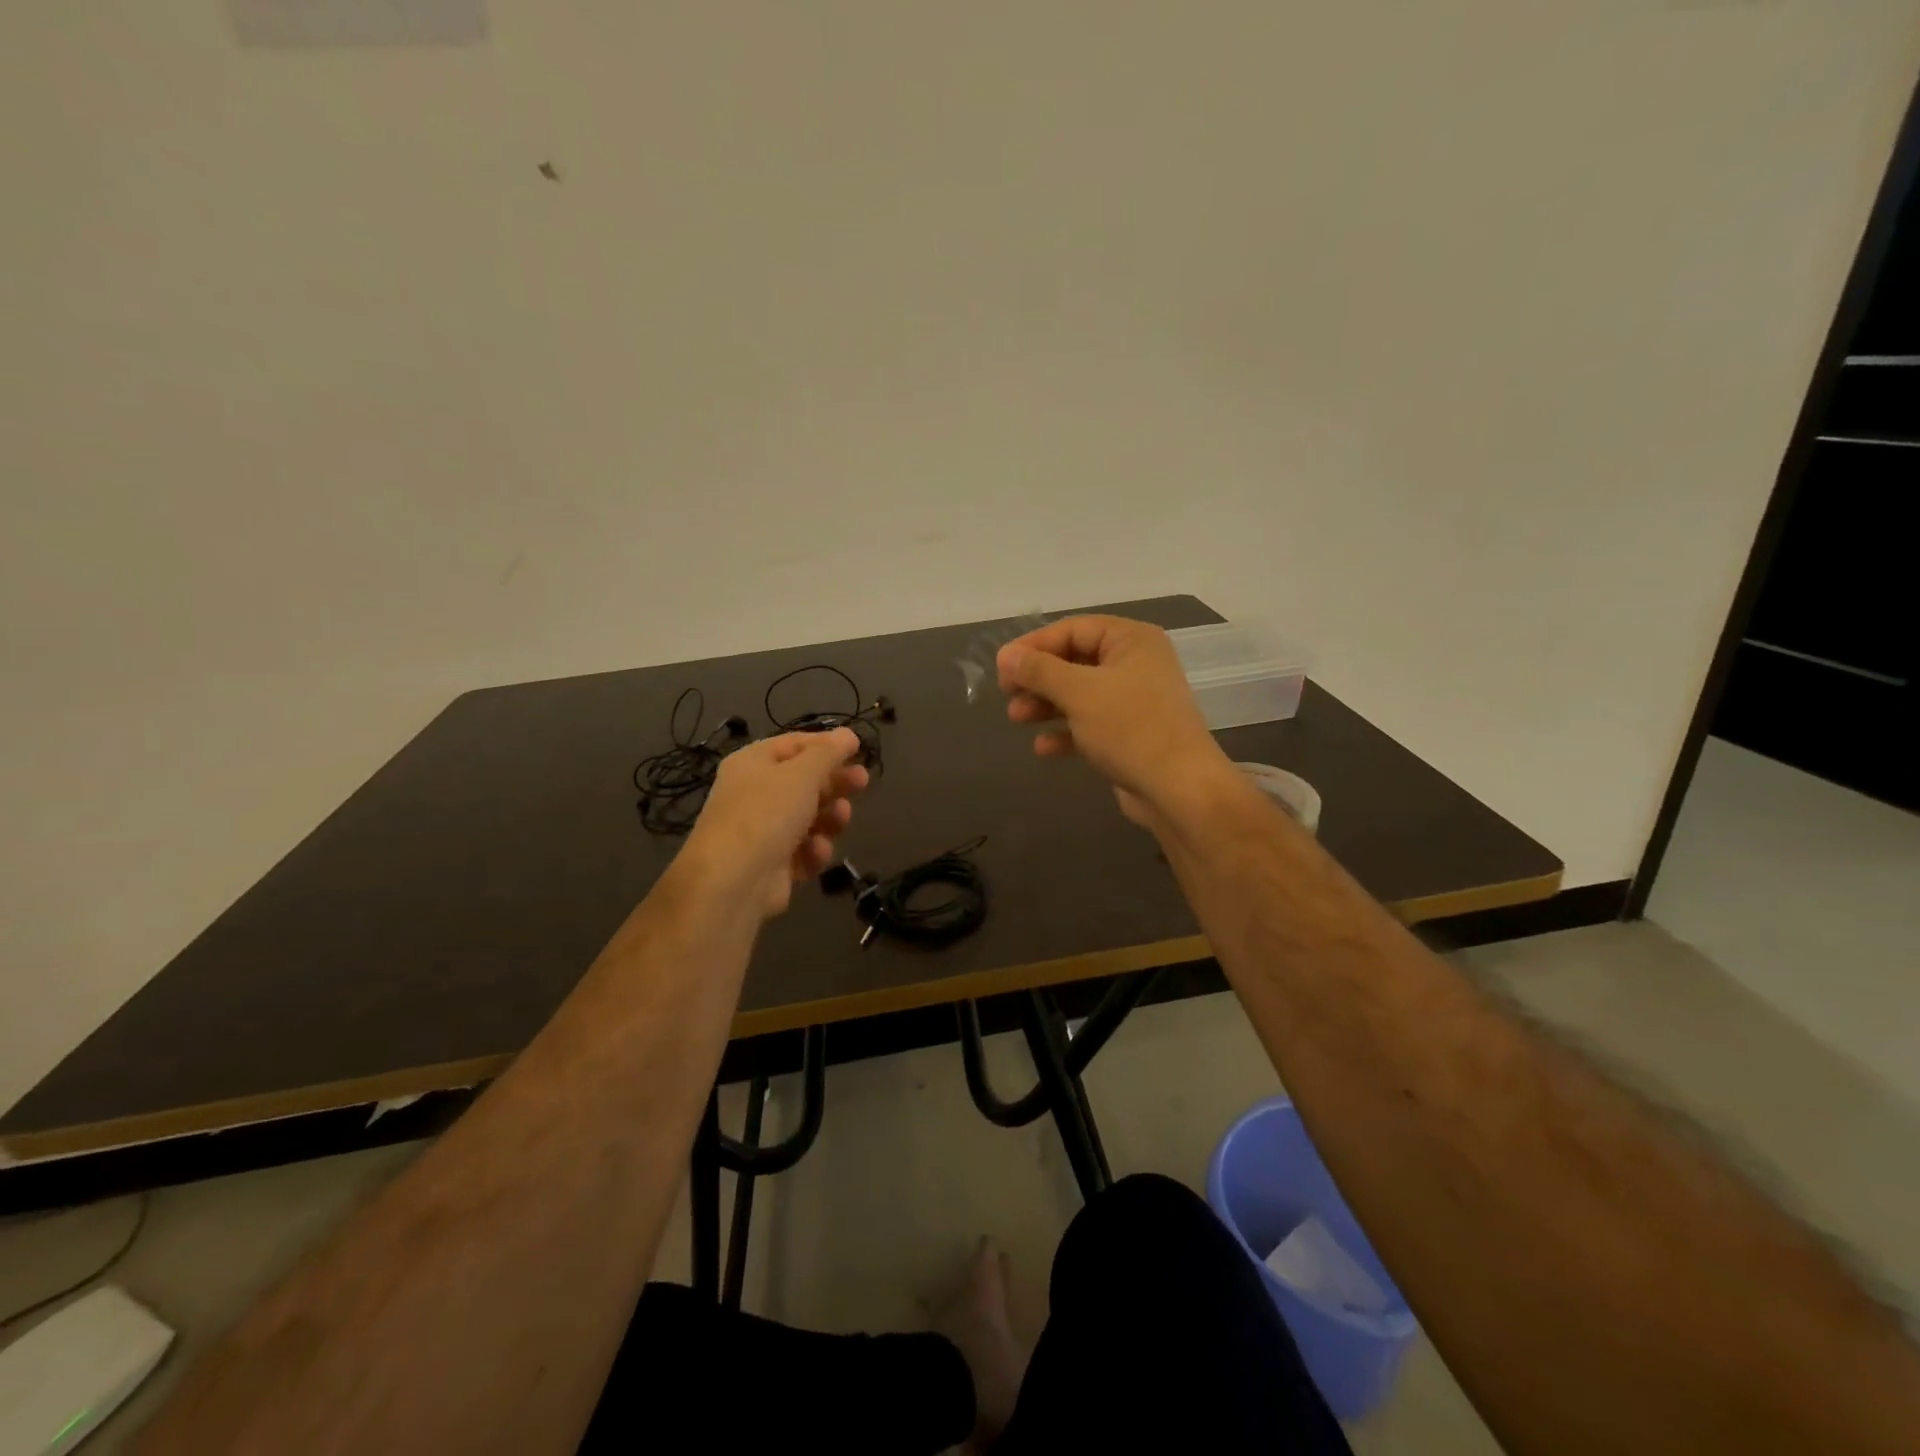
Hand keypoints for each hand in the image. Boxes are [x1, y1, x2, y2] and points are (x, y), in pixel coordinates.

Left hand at [680, 729, 869, 917]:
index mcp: (753, 763)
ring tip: (840, 819)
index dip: (826, 745)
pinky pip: (803, 851)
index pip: (794, 744)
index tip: (858, 749)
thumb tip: (847, 734)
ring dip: (829, 818)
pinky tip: (816, 852)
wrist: (733, 882)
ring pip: (808, 818)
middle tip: (862, 783)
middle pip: (804, 782)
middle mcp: (754, 794)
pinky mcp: (772, 865)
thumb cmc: (767, 814)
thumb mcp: (802, 774)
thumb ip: (828, 753)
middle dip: (834, 783)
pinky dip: (814, 851)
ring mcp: (762, 831)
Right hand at [997, 616, 1232, 823]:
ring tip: (1017, 719)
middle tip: (1007, 694)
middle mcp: (1135, 664)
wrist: (1179, 789)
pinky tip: (1042, 747)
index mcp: (1131, 640)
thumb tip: (1005, 656)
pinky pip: (1088, 724)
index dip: (1034, 645)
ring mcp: (1133, 701)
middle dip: (1038, 678)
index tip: (1003, 667)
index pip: (1073, 629)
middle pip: (1073, 661)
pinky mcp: (1128, 734)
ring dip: (1045, 704)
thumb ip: (1039, 670)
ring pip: (1078, 694)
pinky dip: (1064, 731)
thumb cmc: (1130, 728)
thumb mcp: (1079, 692)